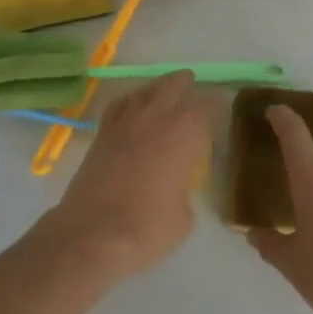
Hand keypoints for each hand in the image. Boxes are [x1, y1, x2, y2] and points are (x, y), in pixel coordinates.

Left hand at [46, 72, 212, 282]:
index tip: (219, 105)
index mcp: (184, 134)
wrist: (92, 233)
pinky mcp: (101, 135)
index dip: (214, 105)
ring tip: (162, 89)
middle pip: (171, 87)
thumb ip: (184, 193)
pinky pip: (118, 106)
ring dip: (155, 87)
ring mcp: (124, 124)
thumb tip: (175, 189)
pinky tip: (131, 106)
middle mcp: (155, 119)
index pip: (205, 108)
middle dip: (183, 82)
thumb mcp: (183, 218)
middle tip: (190, 80)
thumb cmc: (147, 227)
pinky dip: (128, 101)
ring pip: (143, 92)